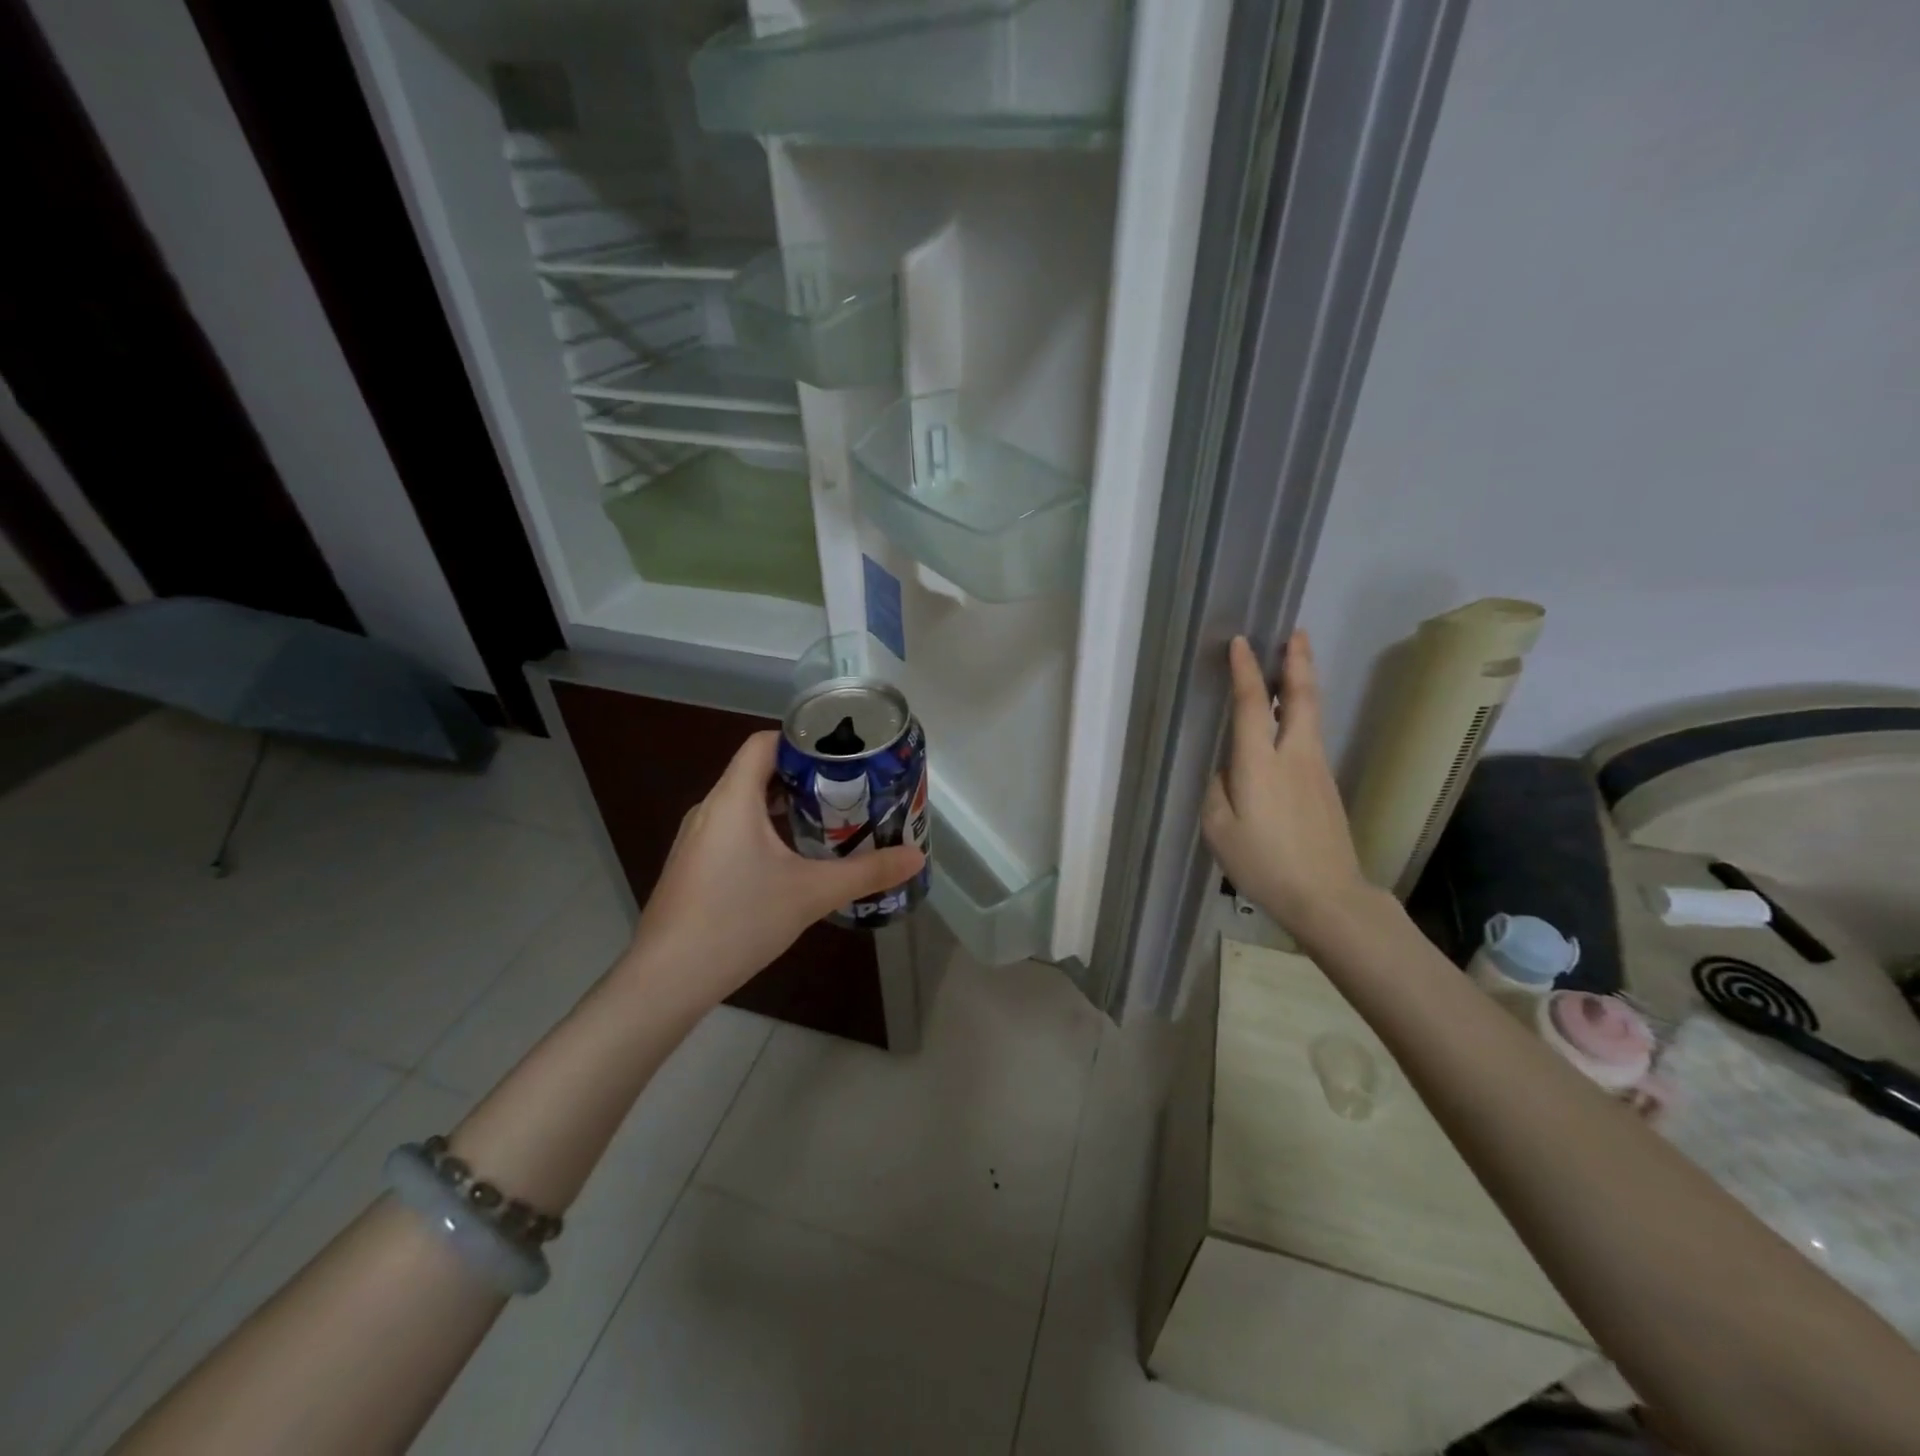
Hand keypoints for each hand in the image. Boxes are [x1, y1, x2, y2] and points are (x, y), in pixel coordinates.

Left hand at [620, 731, 924, 1006]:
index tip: (842, 756)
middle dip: (804, 777)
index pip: (764, 743)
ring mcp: (696, 839)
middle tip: (848, 791)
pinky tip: (789, 862)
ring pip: (745, 804)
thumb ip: (867, 872)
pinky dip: (764, 831)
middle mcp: (709, 809)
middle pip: (757, 771)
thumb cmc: (739, 920)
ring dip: (784, 807)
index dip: (802, 741)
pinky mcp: (692, 866)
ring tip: (827, 823)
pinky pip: (732, 830)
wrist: (667, 978)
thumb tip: (917, 858)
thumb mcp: (812, 893)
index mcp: (733, 798)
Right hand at [1202, 631, 1377, 940]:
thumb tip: (1229, 769)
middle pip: (1302, 698)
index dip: (1245, 671)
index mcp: (1261, 764)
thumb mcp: (1219, 830)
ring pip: (1312, 714)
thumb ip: (1219, 789)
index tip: (1241, 642)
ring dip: (1303, 684)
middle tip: (1296, 633)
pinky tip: (1292, 719)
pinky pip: (1312, 736)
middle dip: (1297, 662)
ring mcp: (1317, 769)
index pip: (1253, 704)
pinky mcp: (1327, 786)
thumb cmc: (1264, 864)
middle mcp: (1294, 756)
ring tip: (1294, 663)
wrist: (1327, 896)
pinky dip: (1303, 713)